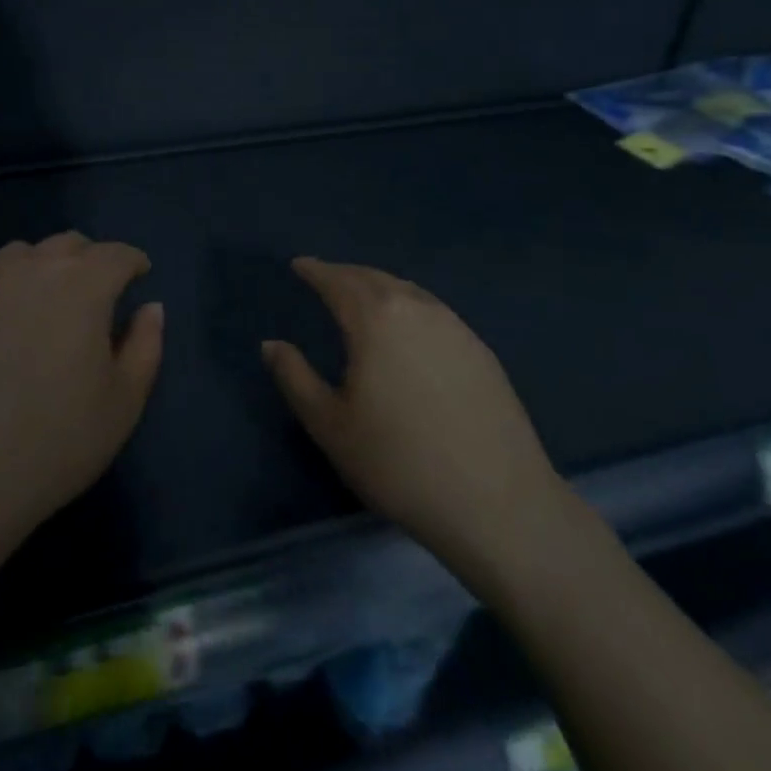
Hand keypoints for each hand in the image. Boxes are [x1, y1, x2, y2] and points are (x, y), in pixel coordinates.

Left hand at [0, 233, 163, 551]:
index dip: (133, 263)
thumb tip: (150, 308)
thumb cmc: (55, 441)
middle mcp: (34, 266)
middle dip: (91, 262)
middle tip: (96, 297)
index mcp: (83, 284)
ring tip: (46, 307)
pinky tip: (4, 323)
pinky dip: (7, 285)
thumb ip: (146, 344)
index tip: (139, 277)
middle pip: (71, 245)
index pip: (117, 254)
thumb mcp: (123, 401)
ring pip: (26, 254)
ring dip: (46, 269)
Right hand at [262, 257, 576, 594]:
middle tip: (325, 278)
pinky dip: (408, 305)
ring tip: (361, 297)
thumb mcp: (330, 425)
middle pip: (374, 278)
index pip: (337, 281)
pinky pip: (434, 311)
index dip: (315, 270)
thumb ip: (295, 378)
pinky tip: (407, 329)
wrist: (499, 505)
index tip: (298, 265)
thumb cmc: (399, 464)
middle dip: (345, 274)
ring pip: (408, 291)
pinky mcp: (482, 352)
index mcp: (375, 319)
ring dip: (378, 286)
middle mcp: (417, 309)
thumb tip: (272, 344)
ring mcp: (456, 328)